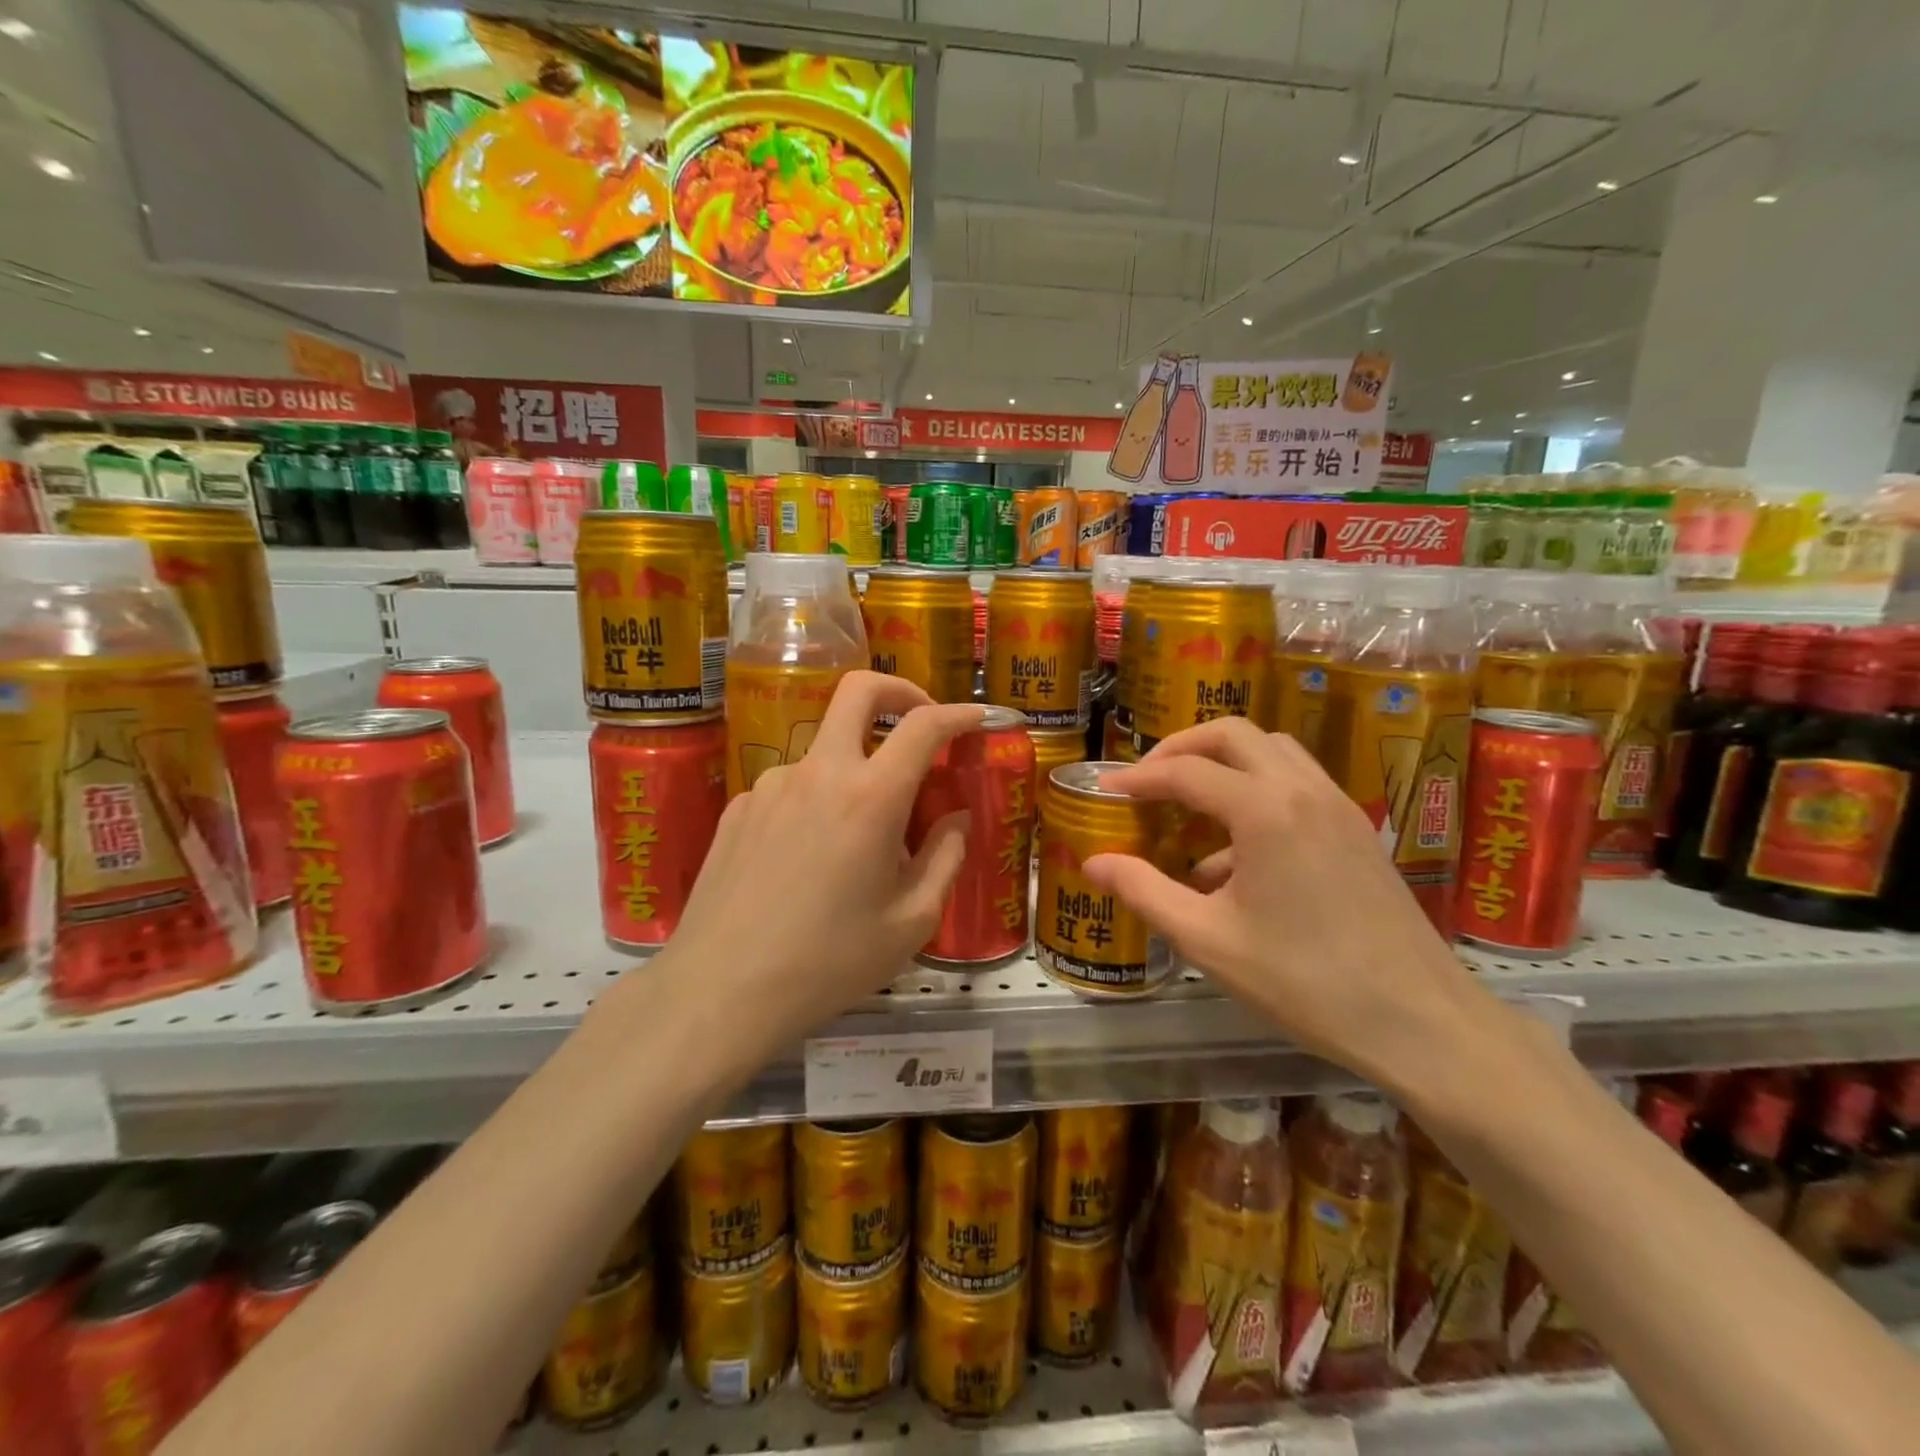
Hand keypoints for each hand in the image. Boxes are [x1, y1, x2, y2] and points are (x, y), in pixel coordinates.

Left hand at [655, 671, 986, 1055]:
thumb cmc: (829, 963)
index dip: (959, 714)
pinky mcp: (738, 808)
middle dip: (898, 690)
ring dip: (855, 769)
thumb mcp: (911, 922)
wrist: (720, 992)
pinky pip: (792, 788)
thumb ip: (944, 859)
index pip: (923, 726)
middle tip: (920, 717)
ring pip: (825, 751)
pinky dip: (816, 802)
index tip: (978, 718)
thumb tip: (955, 820)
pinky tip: (810, 859)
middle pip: (858, 692)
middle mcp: (819, 773)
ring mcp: (771, 786)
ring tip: (860, 838)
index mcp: (871, 798)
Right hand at [1081, 718, 1504, 1095]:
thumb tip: (1092, 862)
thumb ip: (1144, 891)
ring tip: (1189, 802)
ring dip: (1224, 762)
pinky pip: (1297, 783)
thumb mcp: (1207, 940)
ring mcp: (1338, 805)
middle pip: (1233, 735)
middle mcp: (1303, 790)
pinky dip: (1256, 789)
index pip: (1185, 772)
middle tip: (1147, 780)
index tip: (1105, 791)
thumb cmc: (1304, 981)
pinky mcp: (1356, 829)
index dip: (1138, 778)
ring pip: (1272, 750)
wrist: (1420, 1022)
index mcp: (1264, 810)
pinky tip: (1235, 853)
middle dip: (1182, 748)